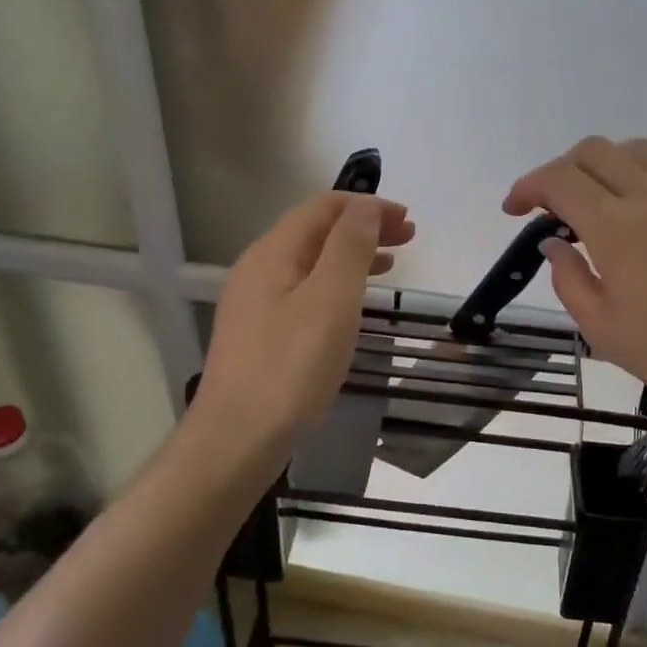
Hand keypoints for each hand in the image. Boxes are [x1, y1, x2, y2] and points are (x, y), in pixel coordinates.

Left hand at [196, 191, 413, 450]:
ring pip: (312, 263)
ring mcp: (256, 303)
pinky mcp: (261, 333)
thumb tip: (367, 206)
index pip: (323, 207)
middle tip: (409, 238)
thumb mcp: (330, 300)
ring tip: (392, 263)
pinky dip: (337, 284)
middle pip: (317, 232)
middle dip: (363, 228)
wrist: (237, 440)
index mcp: (273, 252)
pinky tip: (354, 303)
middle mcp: (259, 268)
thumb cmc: (290, 367)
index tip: (408, 220)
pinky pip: (305, 291)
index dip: (367, 206)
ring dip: (353, 255)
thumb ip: (350, 246)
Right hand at [503, 137, 646, 421]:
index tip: (514, 210)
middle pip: (595, 151)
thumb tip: (553, 245)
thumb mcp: (602, 328)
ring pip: (635, 150)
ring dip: (603, 165)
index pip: (560, 180)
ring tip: (595, 202)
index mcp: (617, 227)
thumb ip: (569, 279)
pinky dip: (642, 176)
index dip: (528, 186)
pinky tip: (641, 212)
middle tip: (550, 207)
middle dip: (560, 170)